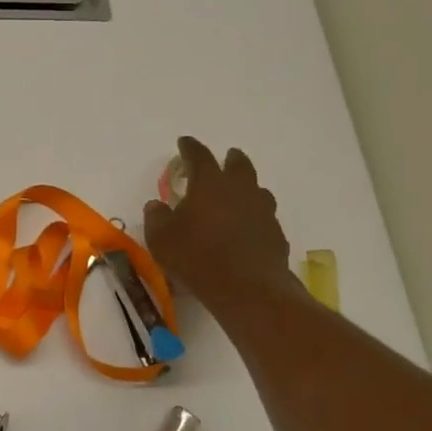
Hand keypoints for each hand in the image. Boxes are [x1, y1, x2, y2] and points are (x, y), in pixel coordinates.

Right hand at [144, 136, 291, 312]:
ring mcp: (262, 210)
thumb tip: (156, 204)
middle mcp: (240, 189)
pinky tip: (247, 229)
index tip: (184, 143)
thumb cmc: (196, 257)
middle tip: (225, 158)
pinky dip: (254, 217)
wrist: (246, 288)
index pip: (199, 155)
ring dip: (247, 187)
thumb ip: (156, 217)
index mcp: (209, 183)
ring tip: (238, 195)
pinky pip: (264, 217)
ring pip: (257, 189)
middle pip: (238, 164)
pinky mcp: (275, 233)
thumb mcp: (161, 239)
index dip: (189, 147)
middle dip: (230, 159)